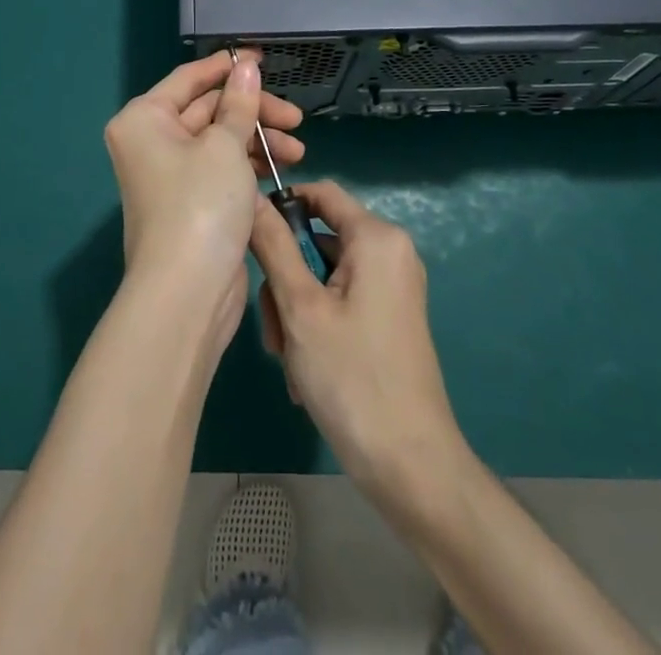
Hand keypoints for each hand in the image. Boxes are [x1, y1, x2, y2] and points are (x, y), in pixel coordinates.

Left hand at [103, 51, 305, 337]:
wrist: (187, 293)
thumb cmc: (201, 204)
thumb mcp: (225, 146)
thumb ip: (239, 103)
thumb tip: (246, 65)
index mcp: (145, 119)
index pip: (189, 79)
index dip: (227, 68)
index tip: (264, 61)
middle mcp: (151, 141)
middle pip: (208, 110)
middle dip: (253, 112)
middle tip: (295, 119)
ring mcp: (171, 173)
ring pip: (219, 140)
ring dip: (258, 140)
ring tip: (297, 150)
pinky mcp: (191, 201)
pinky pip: (221, 168)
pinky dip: (248, 164)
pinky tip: (280, 168)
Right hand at [251, 181, 462, 491]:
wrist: (412, 467)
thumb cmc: (352, 378)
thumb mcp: (300, 308)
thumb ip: (274, 246)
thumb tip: (250, 197)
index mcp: (377, 238)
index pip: (321, 193)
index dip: (281, 205)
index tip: (248, 238)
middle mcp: (390, 252)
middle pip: (318, 239)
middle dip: (286, 279)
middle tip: (274, 328)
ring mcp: (392, 287)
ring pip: (323, 275)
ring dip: (296, 311)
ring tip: (290, 359)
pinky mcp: (390, 317)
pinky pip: (341, 300)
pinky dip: (317, 325)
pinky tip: (306, 371)